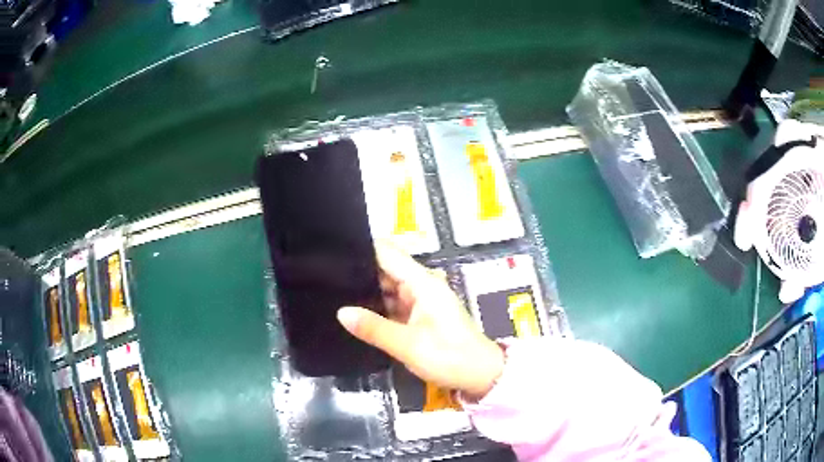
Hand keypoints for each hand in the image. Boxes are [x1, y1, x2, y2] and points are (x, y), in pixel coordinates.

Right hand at [337, 242, 503, 398]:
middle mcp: (421, 285)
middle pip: (386, 268)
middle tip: (326, 276)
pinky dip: (376, 305)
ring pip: (388, 287)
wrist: (480, 376)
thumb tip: (341, 312)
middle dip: (359, 270)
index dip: (362, 249)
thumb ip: (374, 328)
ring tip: (332, 290)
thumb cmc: (449, 357)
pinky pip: (393, 303)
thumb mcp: (408, 345)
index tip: (333, 250)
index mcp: (422, 283)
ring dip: (366, 290)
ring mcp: (421, 300)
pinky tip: (354, 310)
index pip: (388, 253)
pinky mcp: (419, 315)